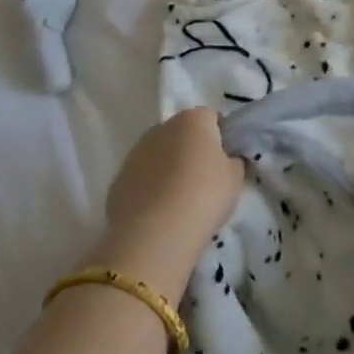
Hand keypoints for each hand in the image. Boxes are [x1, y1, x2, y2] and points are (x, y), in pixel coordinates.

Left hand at [95, 109, 244, 297]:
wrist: (154, 234)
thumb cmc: (204, 196)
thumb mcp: (235, 178)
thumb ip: (234, 161)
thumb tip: (227, 160)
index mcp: (193, 119)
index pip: (212, 119)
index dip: (221, 140)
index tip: (225, 164)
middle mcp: (162, 127)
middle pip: (183, 135)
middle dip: (192, 152)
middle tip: (204, 183)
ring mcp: (136, 152)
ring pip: (160, 156)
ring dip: (169, 170)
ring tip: (180, 202)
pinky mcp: (119, 179)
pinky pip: (143, 178)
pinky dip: (151, 189)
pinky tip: (160, 213)